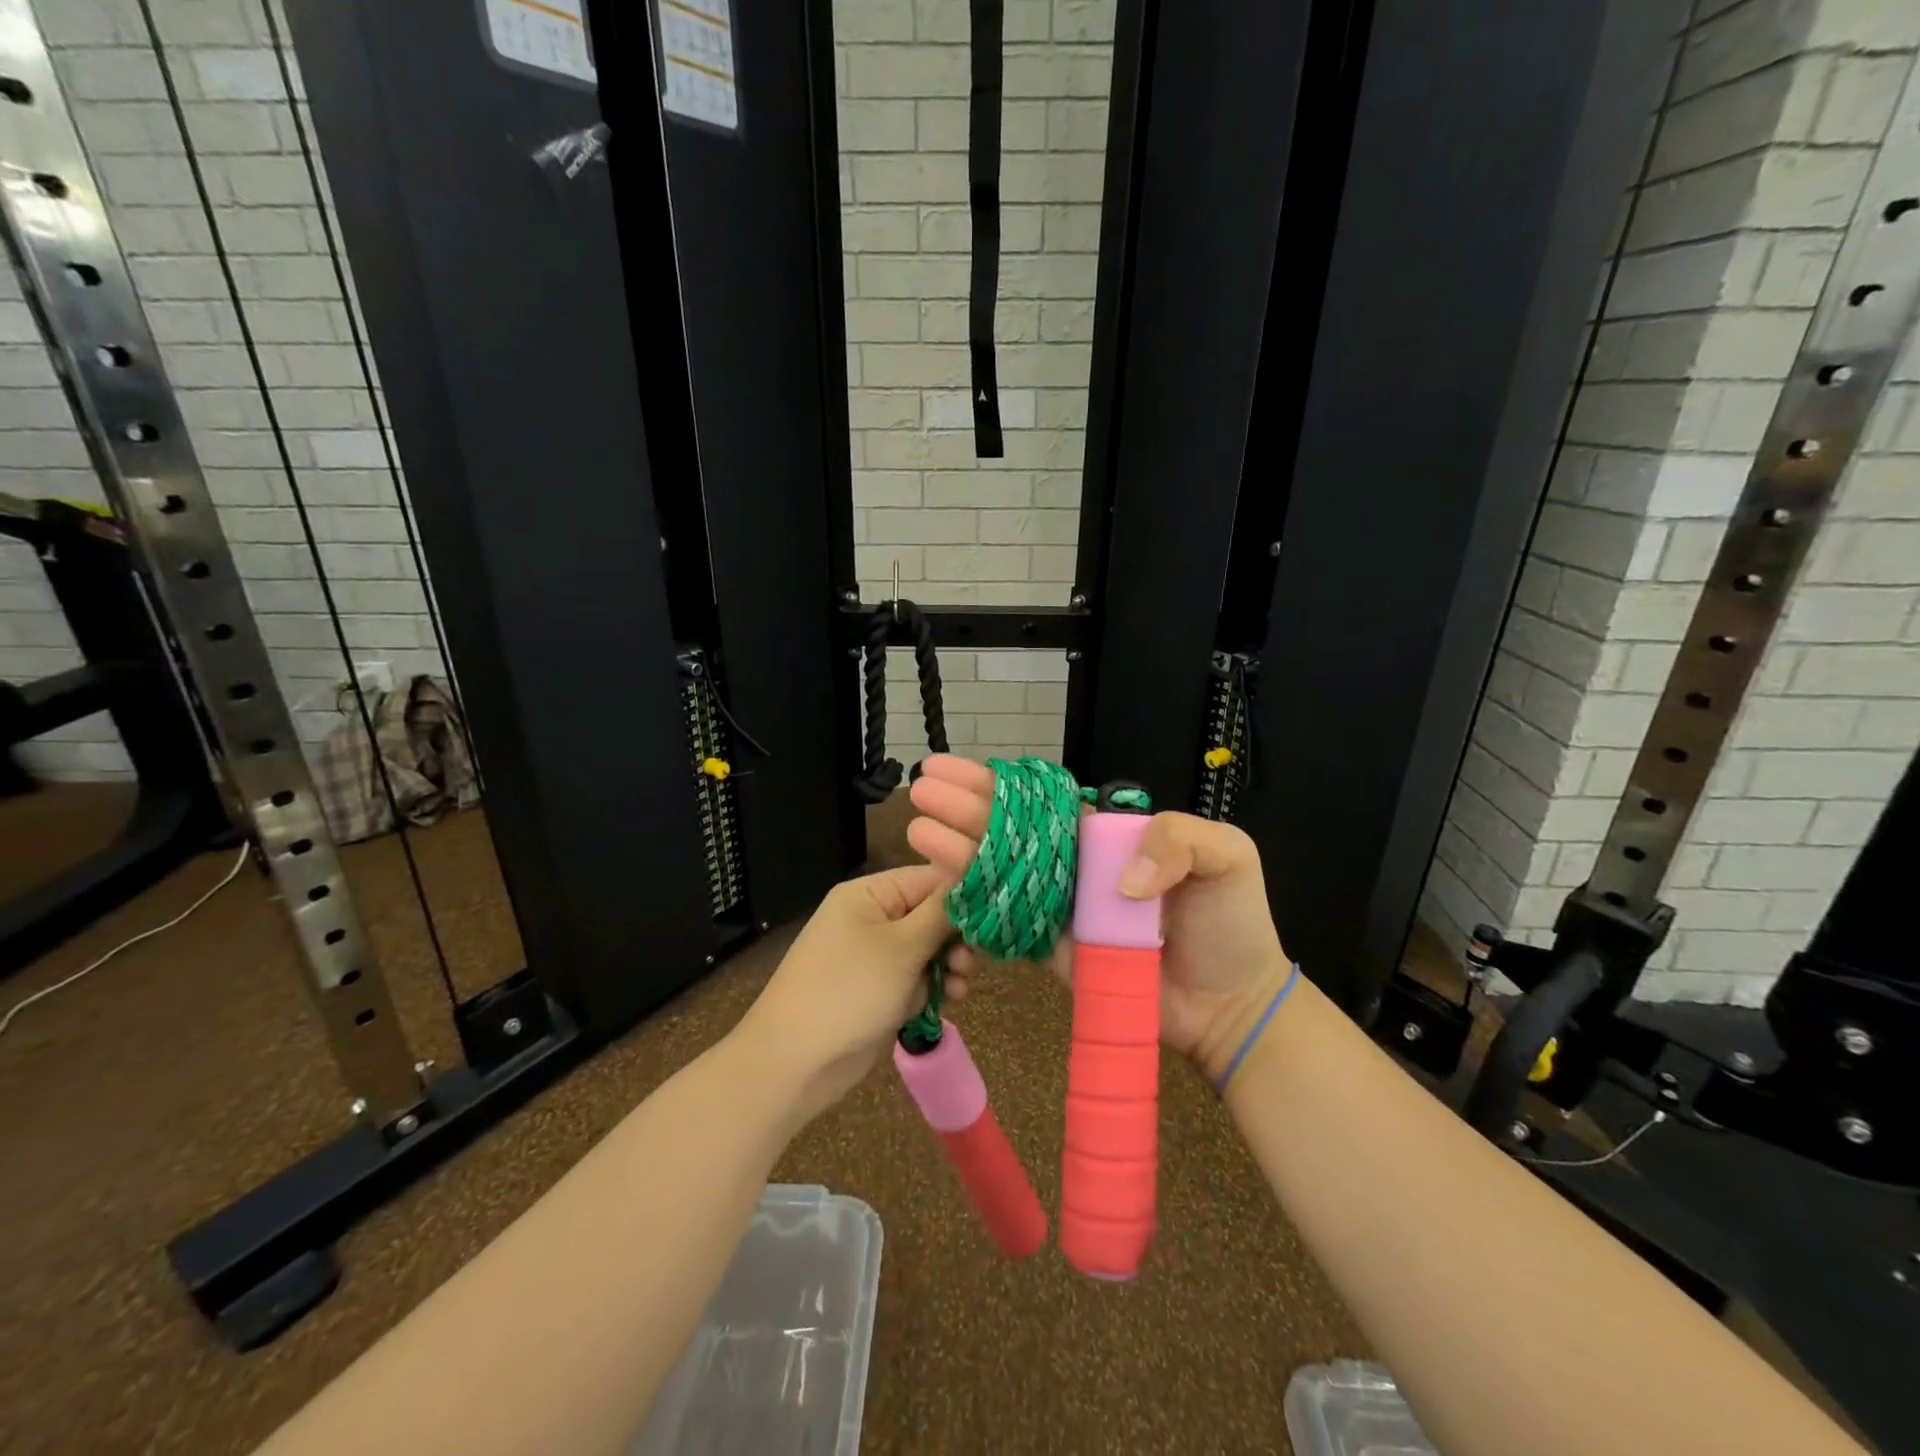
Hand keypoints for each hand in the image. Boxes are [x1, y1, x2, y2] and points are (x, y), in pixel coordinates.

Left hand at [735, 865, 962, 1124]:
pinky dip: (932, 986)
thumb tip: (973, 880)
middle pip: (931, 914)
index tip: (996, 916)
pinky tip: (948, 1000)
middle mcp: (872, 917)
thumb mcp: (902, 948)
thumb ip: (941, 914)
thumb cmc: (848, 991)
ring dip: (948, 965)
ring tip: (959, 986)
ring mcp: (874, 956)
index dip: (964, 895)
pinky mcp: (878, 989)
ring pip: (928, 949)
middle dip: (956, 937)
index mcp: (869, 894)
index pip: (929, 878)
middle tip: (969, 961)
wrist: (793, 1063)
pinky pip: (916, 977)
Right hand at [907, 755, 1291, 1079]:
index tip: (957, 769)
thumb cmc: (1232, 925)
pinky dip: (974, 904)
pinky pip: (1007, 922)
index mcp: (1106, 836)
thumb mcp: (1228, 856)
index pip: (1042, 802)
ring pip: (999, 871)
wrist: (1231, 1005)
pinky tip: (941, 883)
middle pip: (1009, 830)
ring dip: (957, 849)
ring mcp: (1060, 908)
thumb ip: (1179, 838)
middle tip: (922, 789)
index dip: (999, 785)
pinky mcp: (1053, 950)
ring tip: (919, 829)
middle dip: (964, 807)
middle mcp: (1074, 866)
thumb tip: (1122, 880)